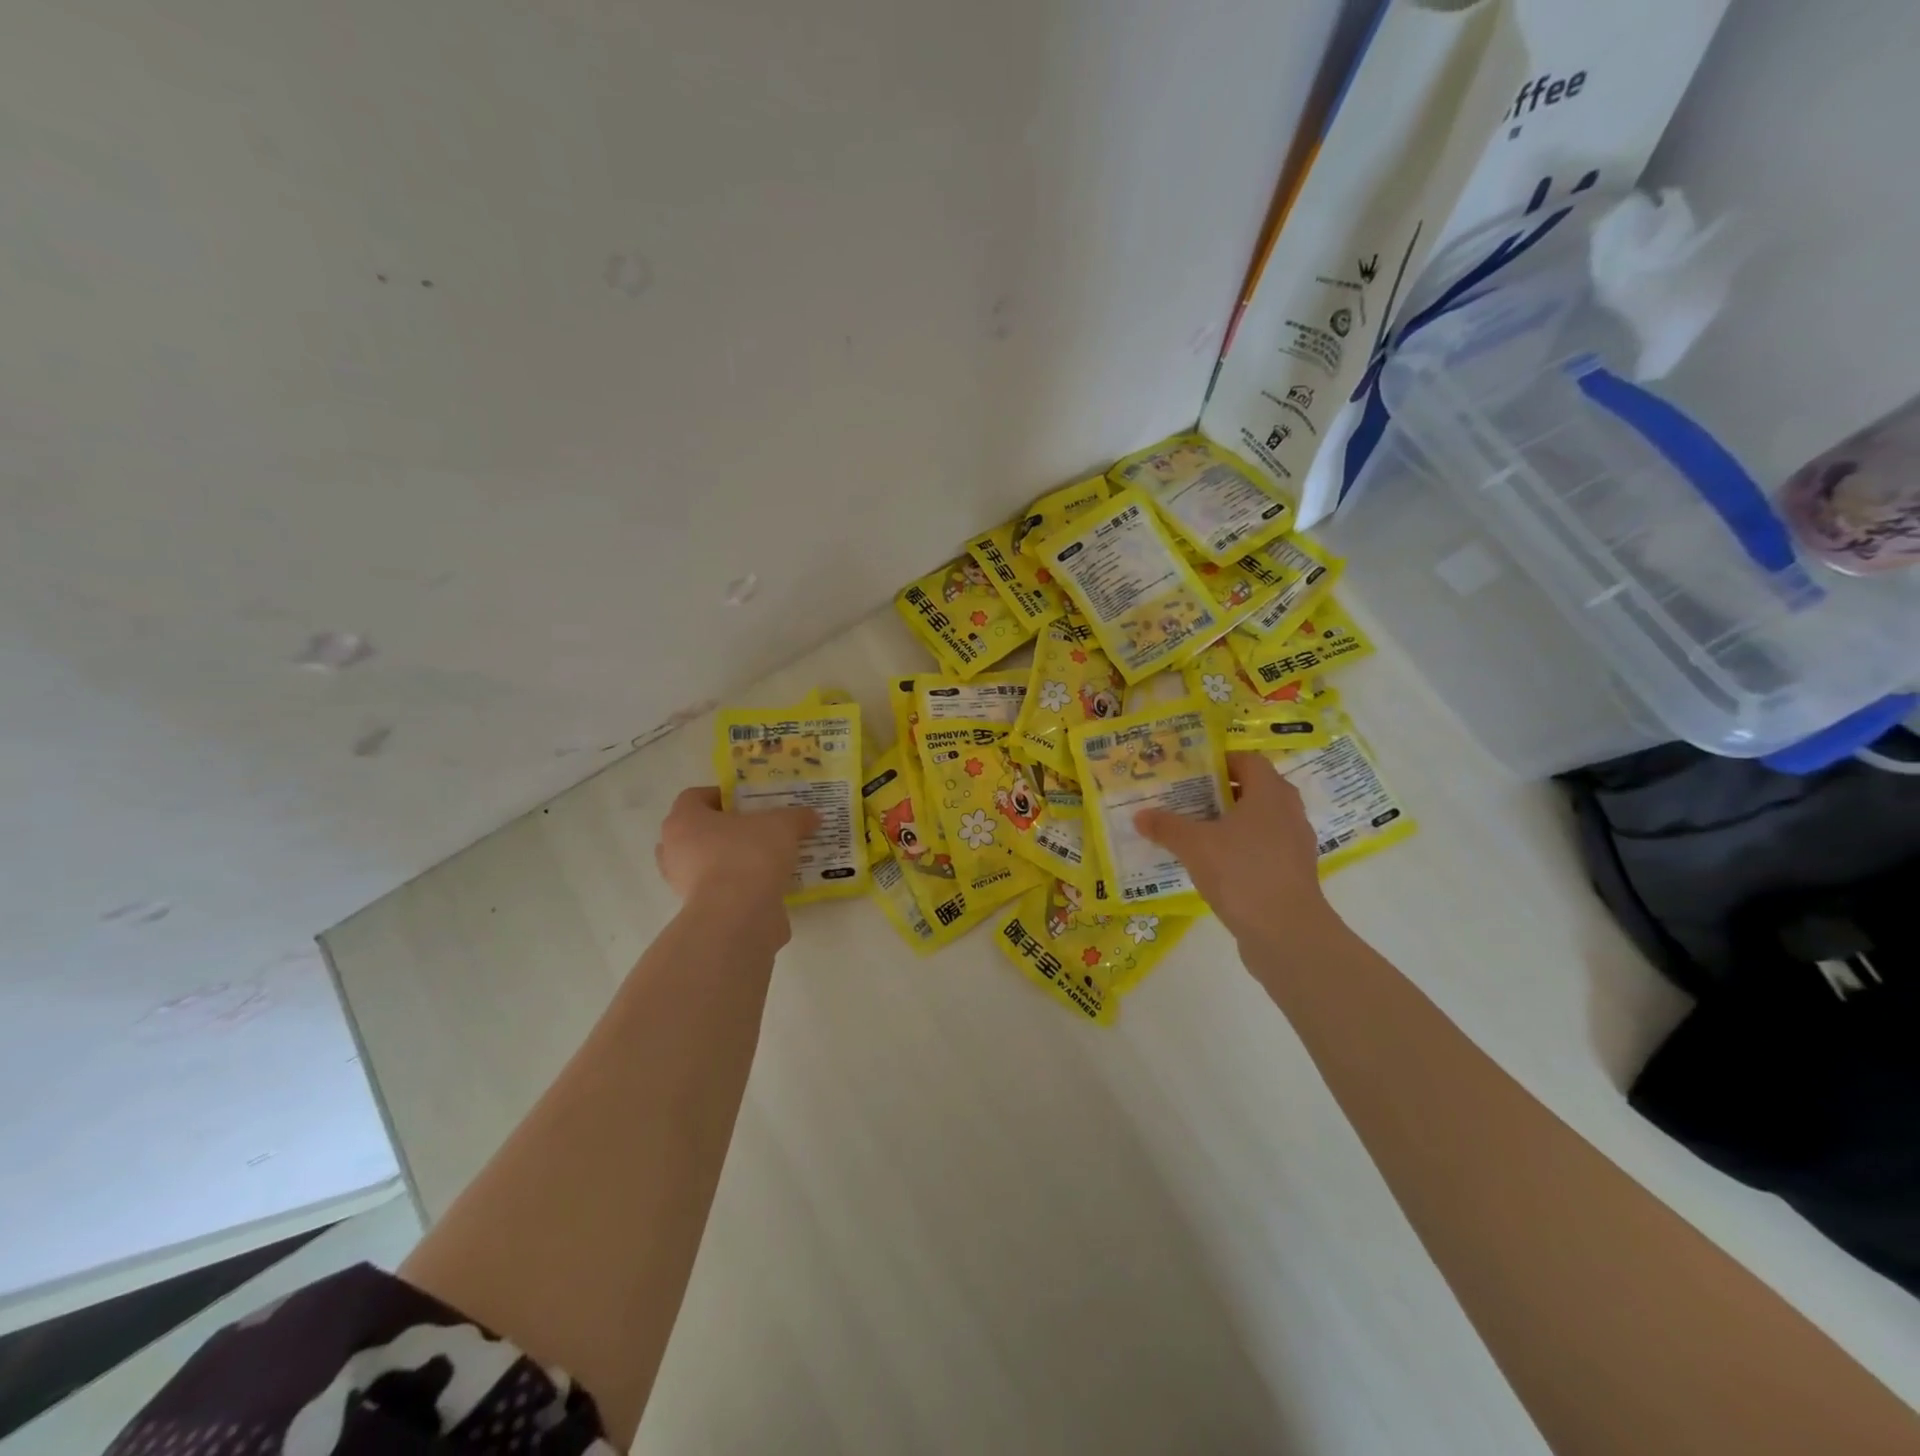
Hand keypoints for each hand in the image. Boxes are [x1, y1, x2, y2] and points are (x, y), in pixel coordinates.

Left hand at [655, 787, 817, 914]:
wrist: (738, 915)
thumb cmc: (749, 855)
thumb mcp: (783, 826)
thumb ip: (797, 817)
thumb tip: (812, 816)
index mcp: (684, 820)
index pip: (694, 797)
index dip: (721, 795)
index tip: (748, 801)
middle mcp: (674, 850)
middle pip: (698, 831)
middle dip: (726, 829)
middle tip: (757, 829)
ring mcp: (682, 883)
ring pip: (706, 862)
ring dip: (731, 859)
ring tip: (766, 858)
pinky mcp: (698, 910)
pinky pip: (719, 889)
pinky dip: (738, 886)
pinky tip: (766, 884)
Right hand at [1134, 752, 1330, 949]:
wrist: (1286, 932)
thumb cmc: (1241, 872)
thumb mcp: (1194, 845)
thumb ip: (1166, 827)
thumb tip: (1140, 816)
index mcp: (1270, 794)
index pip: (1248, 761)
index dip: (1221, 761)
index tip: (1192, 771)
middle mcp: (1288, 812)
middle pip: (1255, 790)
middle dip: (1222, 792)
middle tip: (1188, 799)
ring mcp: (1295, 845)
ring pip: (1260, 821)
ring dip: (1231, 823)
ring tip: (1197, 832)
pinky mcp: (1293, 873)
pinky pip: (1264, 849)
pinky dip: (1241, 850)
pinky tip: (1215, 865)